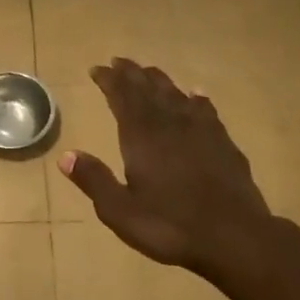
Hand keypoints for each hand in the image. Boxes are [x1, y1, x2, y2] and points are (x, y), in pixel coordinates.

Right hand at [58, 57, 273, 279]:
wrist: (234, 237)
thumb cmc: (170, 226)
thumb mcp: (120, 211)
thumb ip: (94, 180)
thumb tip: (66, 155)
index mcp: (141, 138)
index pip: (122, 98)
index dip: (109, 81)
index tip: (97, 69)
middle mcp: (170, 125)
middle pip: (148, 90)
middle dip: (132, 74)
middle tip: (119, 61)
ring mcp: (200, 131)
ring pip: (176, 95)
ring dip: (160, 81)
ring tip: (149, 72)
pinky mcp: (223, 143)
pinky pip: (206, 111)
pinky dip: (195, 99)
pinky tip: (195, 95)